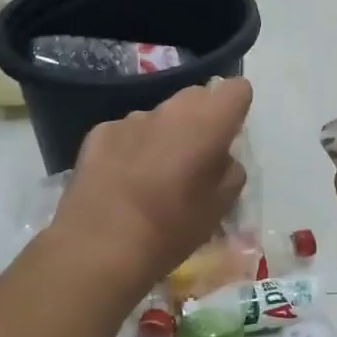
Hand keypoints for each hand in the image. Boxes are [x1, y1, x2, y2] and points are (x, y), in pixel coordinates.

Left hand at [50, 79, 252, 299]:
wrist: (100, 246)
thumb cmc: (171, 229)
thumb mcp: (220, 207)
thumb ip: (230, 172)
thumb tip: (221, 158)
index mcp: (207, 123)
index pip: (236, 89)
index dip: (237, 108)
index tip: (230, 135)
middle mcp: (170, 110)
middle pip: (197, 97)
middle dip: (202, 119)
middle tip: (197, 158)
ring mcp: (131, 119)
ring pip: (160, 116)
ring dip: (166, 135)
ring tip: (156, 175)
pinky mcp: (100, 133)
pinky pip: (128, 132)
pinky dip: (133, 148)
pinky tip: (124, 181)